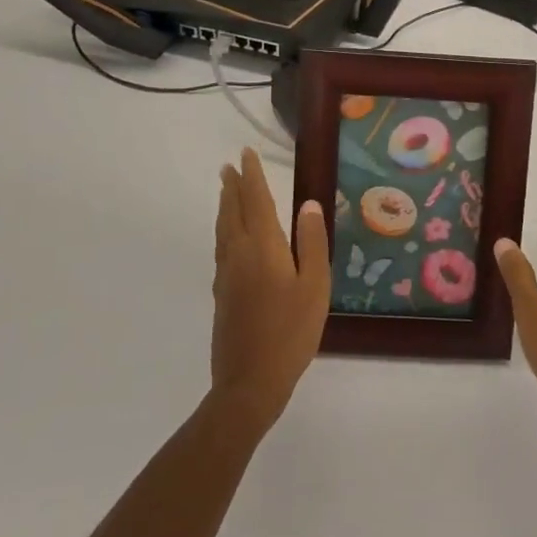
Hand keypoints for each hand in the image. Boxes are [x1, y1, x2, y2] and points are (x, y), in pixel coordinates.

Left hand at [211, 148, 330, 428]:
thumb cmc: (291, 332)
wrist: (250, 382)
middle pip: (232, 212)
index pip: (256, 201)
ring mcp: (226, 275)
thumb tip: (308, 204)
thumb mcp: (315, 286)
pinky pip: (221, 248)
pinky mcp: (221, 294)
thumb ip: (312, 243)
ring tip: (225, 192)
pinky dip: (224, 230)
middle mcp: (239, 254)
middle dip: (232, 187)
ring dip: (225, 206)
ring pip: (222, 230)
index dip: (252, 176)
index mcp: (263, 248)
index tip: (245, 154)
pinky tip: (228, 238)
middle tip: (229, 166)